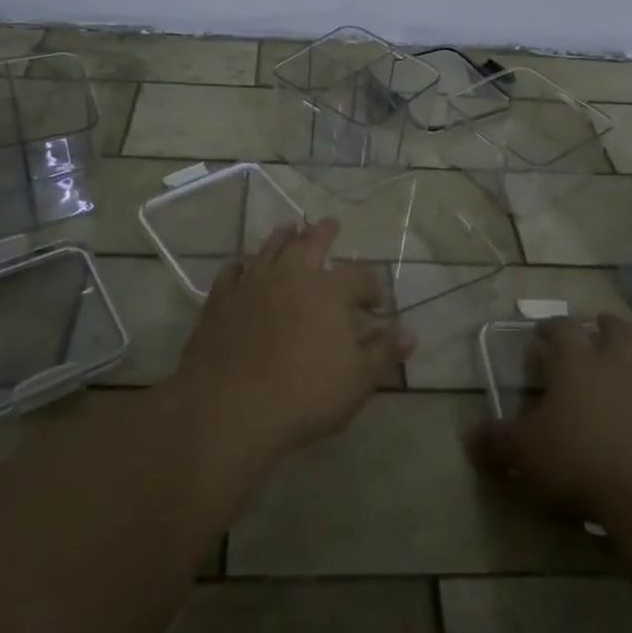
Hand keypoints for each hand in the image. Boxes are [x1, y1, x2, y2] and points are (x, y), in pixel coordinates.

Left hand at [168, 220, 413, 477]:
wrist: (232, 409)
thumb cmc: (305, 396)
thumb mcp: (358, 380)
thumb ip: (383, 351)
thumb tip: (410, 333)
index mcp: (329, 291)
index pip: (359, 275)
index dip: (371, 286)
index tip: (375, 303)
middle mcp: (291, 275)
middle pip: (310, 243)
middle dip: (323, 233)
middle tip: (330, 224)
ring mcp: (252, 284)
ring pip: (270, 248)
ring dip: (282, 236)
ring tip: (288, 228)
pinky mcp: (221, 300)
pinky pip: (232, 272)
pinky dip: (240, 265)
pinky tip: (241, 266)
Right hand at [467, 313, 631, 523]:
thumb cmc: (578, 461)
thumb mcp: (524, 454)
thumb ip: (497, 443)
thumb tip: (469, 438)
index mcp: (578, 365)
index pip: (564, 329)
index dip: (553, 327)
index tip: (543, 332)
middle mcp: (620, 368)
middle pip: (618, 331)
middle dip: (607, 326)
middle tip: (599, 327)